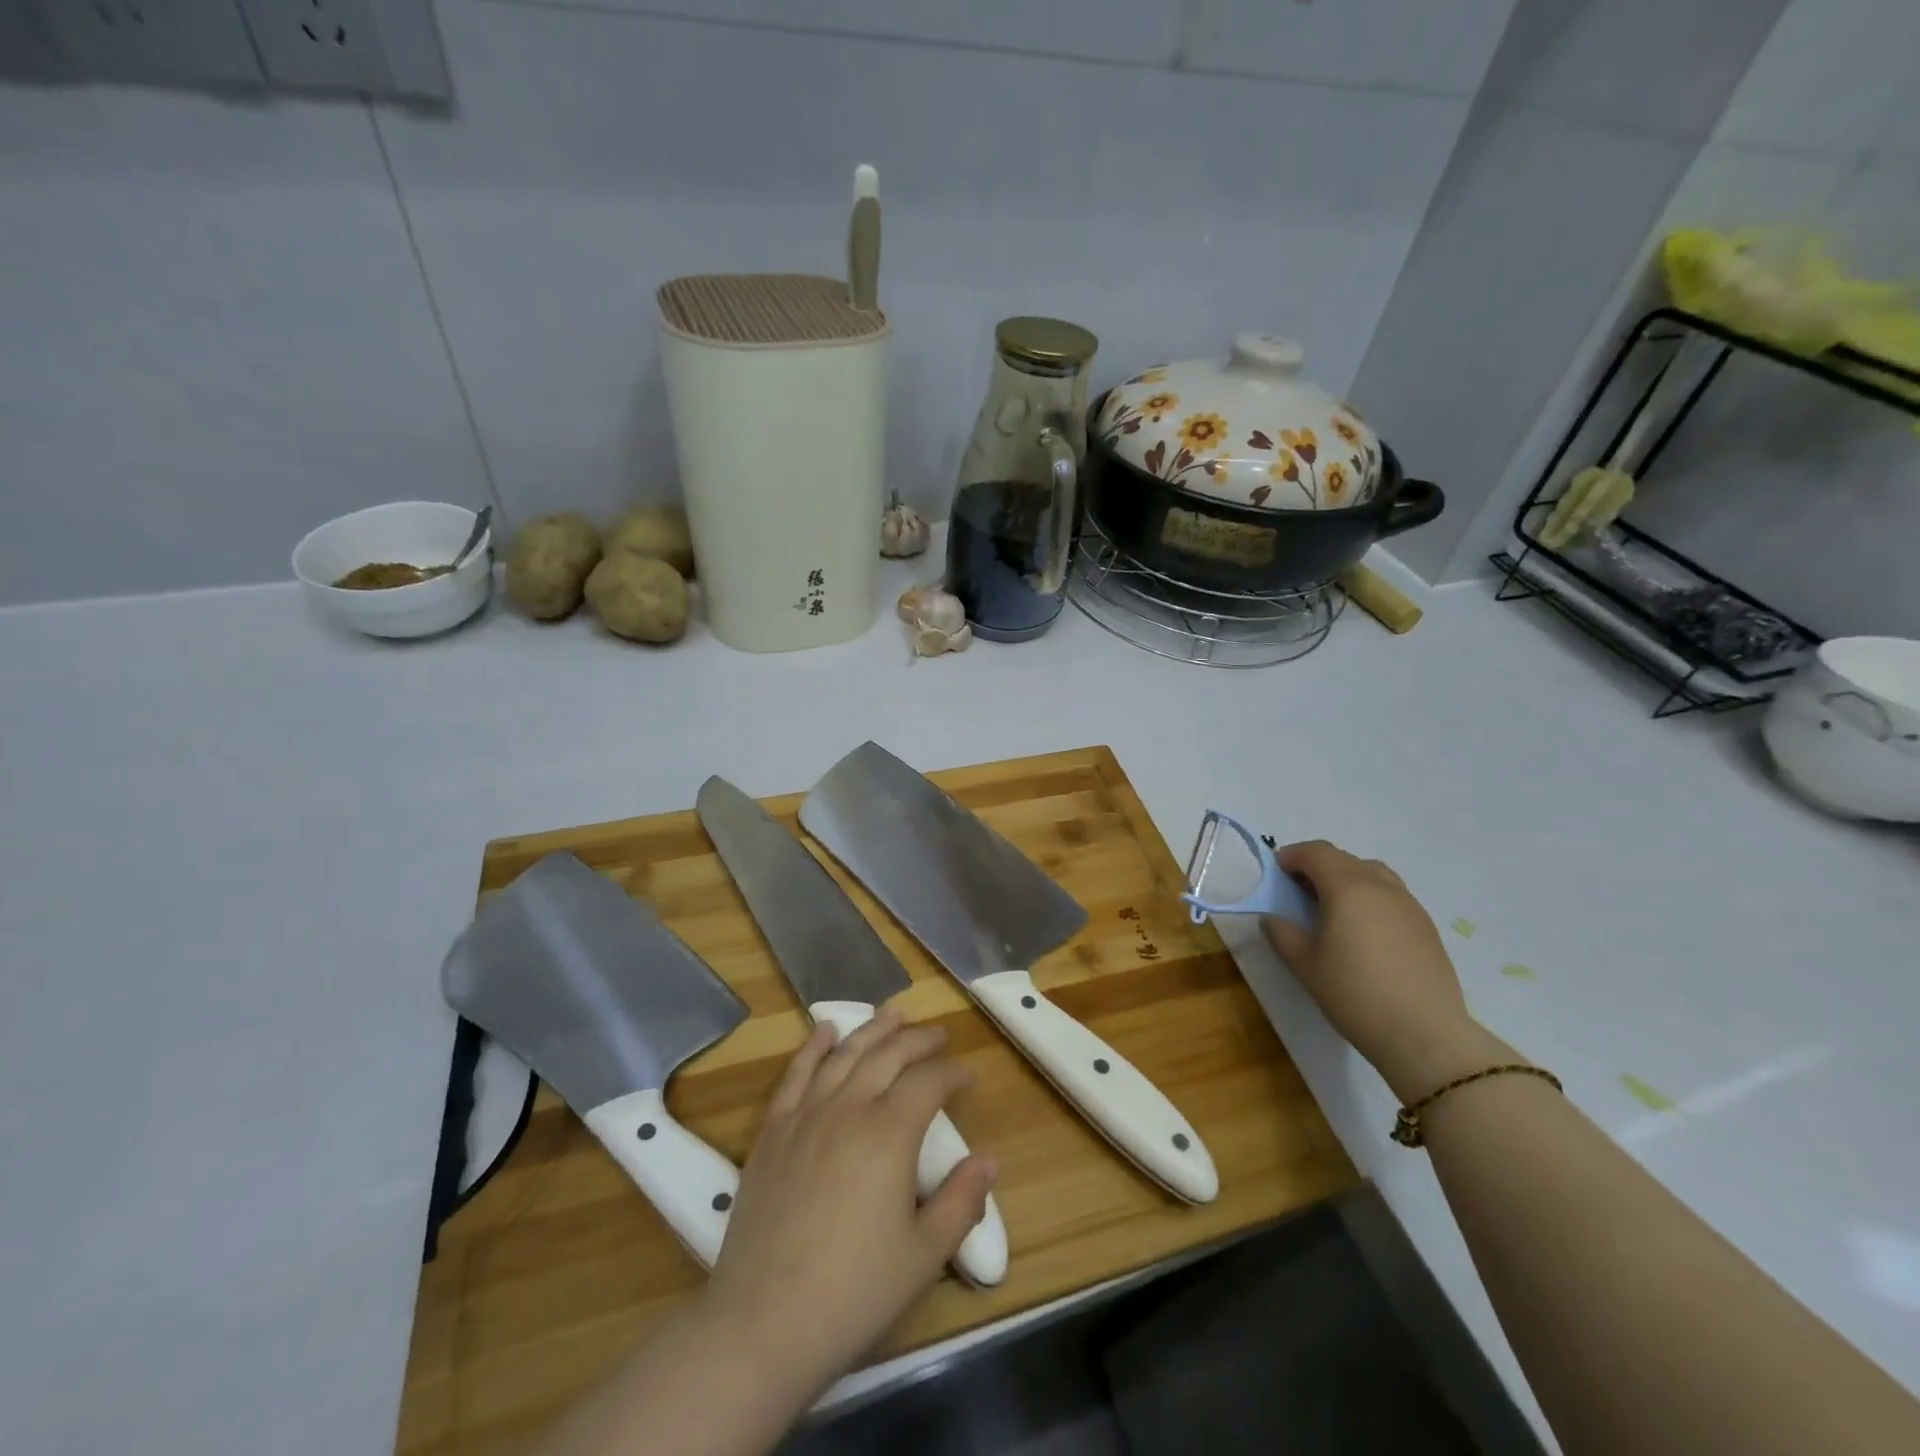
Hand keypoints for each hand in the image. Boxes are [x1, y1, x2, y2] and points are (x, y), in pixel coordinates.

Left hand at [702, 1009, 996, 1402]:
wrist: (763, 1322)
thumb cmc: (854, 1292)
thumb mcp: (924, 1255)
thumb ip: (962, 1202)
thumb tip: (988, 1159)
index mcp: (890, 1133)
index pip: (929, 1082)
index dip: (952, 1073)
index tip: (967, 1076)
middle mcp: (849, 1108)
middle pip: (889, 1055)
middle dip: (918, 1040)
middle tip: (938, 1035)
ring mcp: (806, 1115)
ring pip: (845, 1054)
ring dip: (872, 1030)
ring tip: (893, 1014)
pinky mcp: (772, 1131)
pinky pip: (795, 1074)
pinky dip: (812, 1047)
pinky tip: (824, 1030)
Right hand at [1261, 840, 1497, 1100]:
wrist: (1425, 1034)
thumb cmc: (1355, 994)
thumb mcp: (1305, 965)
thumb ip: (1282, 933)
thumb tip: (1272, 917)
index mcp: (1347, 888)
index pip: (1316, 852)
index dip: (1292, 855)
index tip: (1276, 870)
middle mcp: (1380, 886)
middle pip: (1344, 858)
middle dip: (1317, 866)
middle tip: (1298, 891)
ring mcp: (1409, 905)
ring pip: (1372, 873)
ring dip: (1346, 878)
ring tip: (1333, 907)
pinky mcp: (1426, 926)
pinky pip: (1391, 895)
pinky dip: (1369, 897)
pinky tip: (1363, 930)